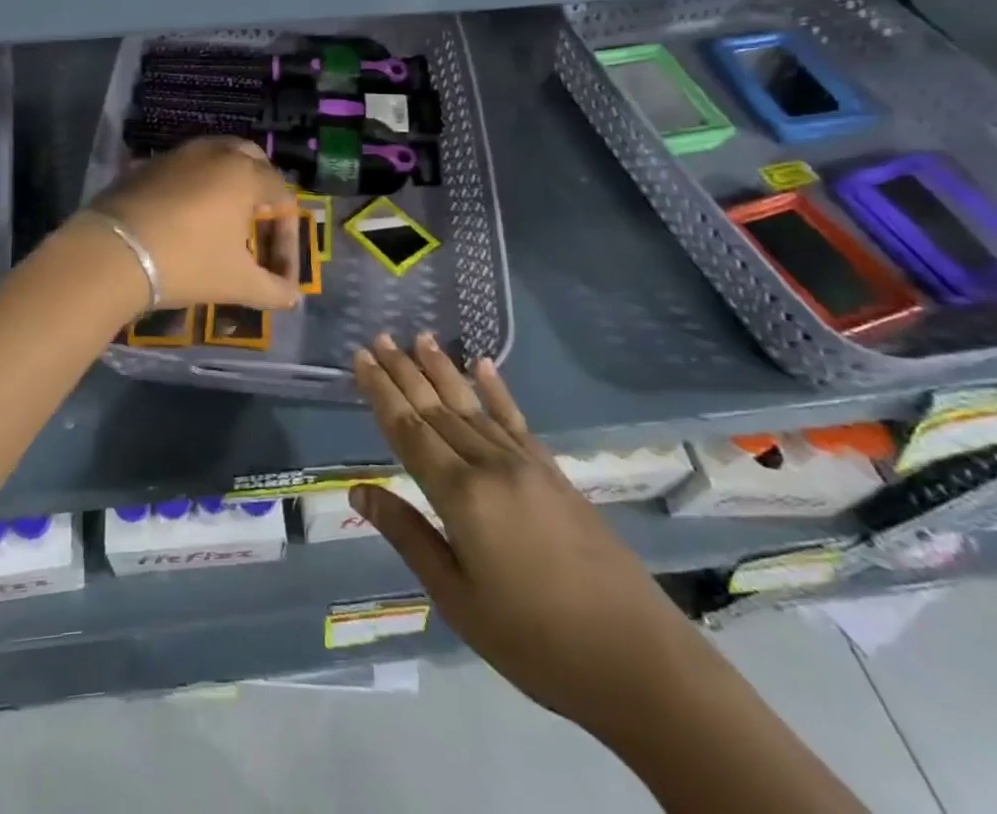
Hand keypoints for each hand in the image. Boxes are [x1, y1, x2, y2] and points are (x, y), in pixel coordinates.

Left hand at [84, 137, 301, 311]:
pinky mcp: (146, 165)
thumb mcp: (237, 282)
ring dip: (228, 184)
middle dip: (263, 192)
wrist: (113, 253)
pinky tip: (187, 218)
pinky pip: (184, 168)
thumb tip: (292, 297)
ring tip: (225, 221)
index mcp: (245, 174)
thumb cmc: (187, 263)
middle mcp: (215, 153)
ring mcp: (177, 155)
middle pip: (252, 161)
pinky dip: (195, 186)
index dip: (287, 239)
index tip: (280, 276)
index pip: (283, 198)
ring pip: (216, 158)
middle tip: (259, 227)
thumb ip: (273, 289)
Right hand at [350, 335, 699, 734]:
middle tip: (378, 337)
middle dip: (404, 371)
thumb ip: (408, 535)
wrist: (638, 659)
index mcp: (460, 495)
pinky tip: (483, 365)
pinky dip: (497, 390)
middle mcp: (489, 466)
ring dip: (442, 370)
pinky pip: (516, 420)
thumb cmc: (534, 641)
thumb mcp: (457, 598)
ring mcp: (525, 464)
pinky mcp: (554, 473)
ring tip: (419, 337)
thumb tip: (358, 490)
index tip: (360, 358)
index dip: (380, 392)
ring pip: (471, 406)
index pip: (408, 430)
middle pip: (436, 409)